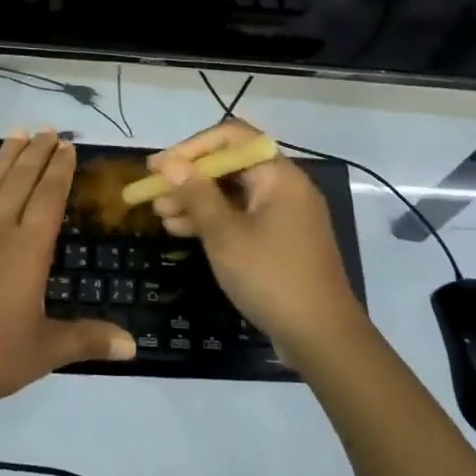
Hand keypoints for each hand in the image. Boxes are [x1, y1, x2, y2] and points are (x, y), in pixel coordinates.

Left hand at [0, 130, 134, 411]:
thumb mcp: (43, 352)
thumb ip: (87, 340)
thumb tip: (134, 346)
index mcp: (28, 250)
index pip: (49, 198)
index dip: (60, 171)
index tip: (68, 146)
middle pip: (21, 182)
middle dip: (37, 154)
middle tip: (48, 130)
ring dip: (5, 158)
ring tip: (17, 132)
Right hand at [149, 119, 366, 368]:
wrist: (322, 337)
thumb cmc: (271, 277)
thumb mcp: (225, 235)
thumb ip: (196, 194)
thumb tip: (168, 162)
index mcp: (278, 174)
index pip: (231, 137)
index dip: (191, 147)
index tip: (159, 167)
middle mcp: (284, 186)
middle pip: (231, 165)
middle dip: (190, 177)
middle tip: (154, 194)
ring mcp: (284, 214)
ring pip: (234, 194)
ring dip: (197, 200)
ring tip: (160, 215)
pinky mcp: (281, 240)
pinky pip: (242, 216)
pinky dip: (214, 220)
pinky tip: (182, 231)